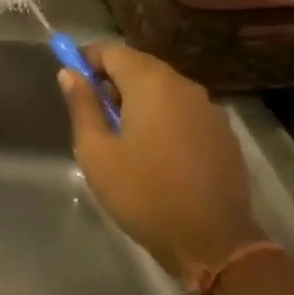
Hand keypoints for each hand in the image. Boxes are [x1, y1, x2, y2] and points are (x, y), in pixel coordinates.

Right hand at [60, 43, 264, 279]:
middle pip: (139, 66)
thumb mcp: (97, 152)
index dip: (87, 60)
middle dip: (113, 81)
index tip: (72, 82)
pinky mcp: (223, 133)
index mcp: (150, 83)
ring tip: (125, 137)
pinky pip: (184, 110)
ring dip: (139, 100)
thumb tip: (69, 73)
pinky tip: (158, 152)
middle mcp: (182, 85)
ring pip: (163, 88)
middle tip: (96, 115)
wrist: (215, 244)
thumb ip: (83, 106)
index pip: (111, 50)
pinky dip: (165, 118)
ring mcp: (208, 108)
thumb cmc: (145, 194)